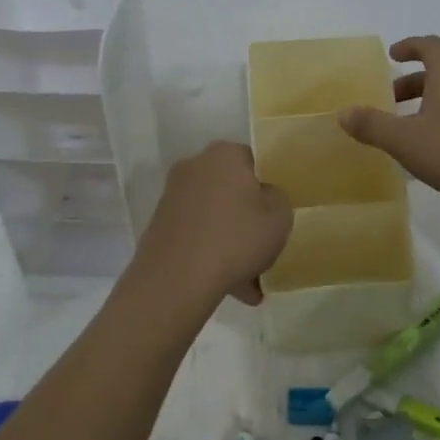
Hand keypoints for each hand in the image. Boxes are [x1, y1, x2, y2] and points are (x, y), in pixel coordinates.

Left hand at [129, 142, 292, 307]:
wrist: (176, 280)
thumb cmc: (236, 239)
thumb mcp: (280, 217)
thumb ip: (277, 199)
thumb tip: (263, 197)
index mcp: (224, 154)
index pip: (254, 162)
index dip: (269, 188)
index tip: (276, 214)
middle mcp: (194, 166)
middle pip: (231, 190)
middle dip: (247, 217)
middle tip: (263, 246)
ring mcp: (172, 196)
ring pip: (214, 216)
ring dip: (229, 240)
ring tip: (248, 280)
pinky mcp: (159, 225)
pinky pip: (196, 235)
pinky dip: (210, 253)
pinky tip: (228, 285)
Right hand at [339, 36, 439, 231]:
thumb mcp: (406, 139)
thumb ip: (373, 125)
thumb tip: (342, 112)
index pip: (431, 47)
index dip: (410, 46)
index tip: (392, 55)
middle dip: (412, 84)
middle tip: (388, 101)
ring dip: (426, 109)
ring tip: (403, 132)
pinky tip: (429, 157)